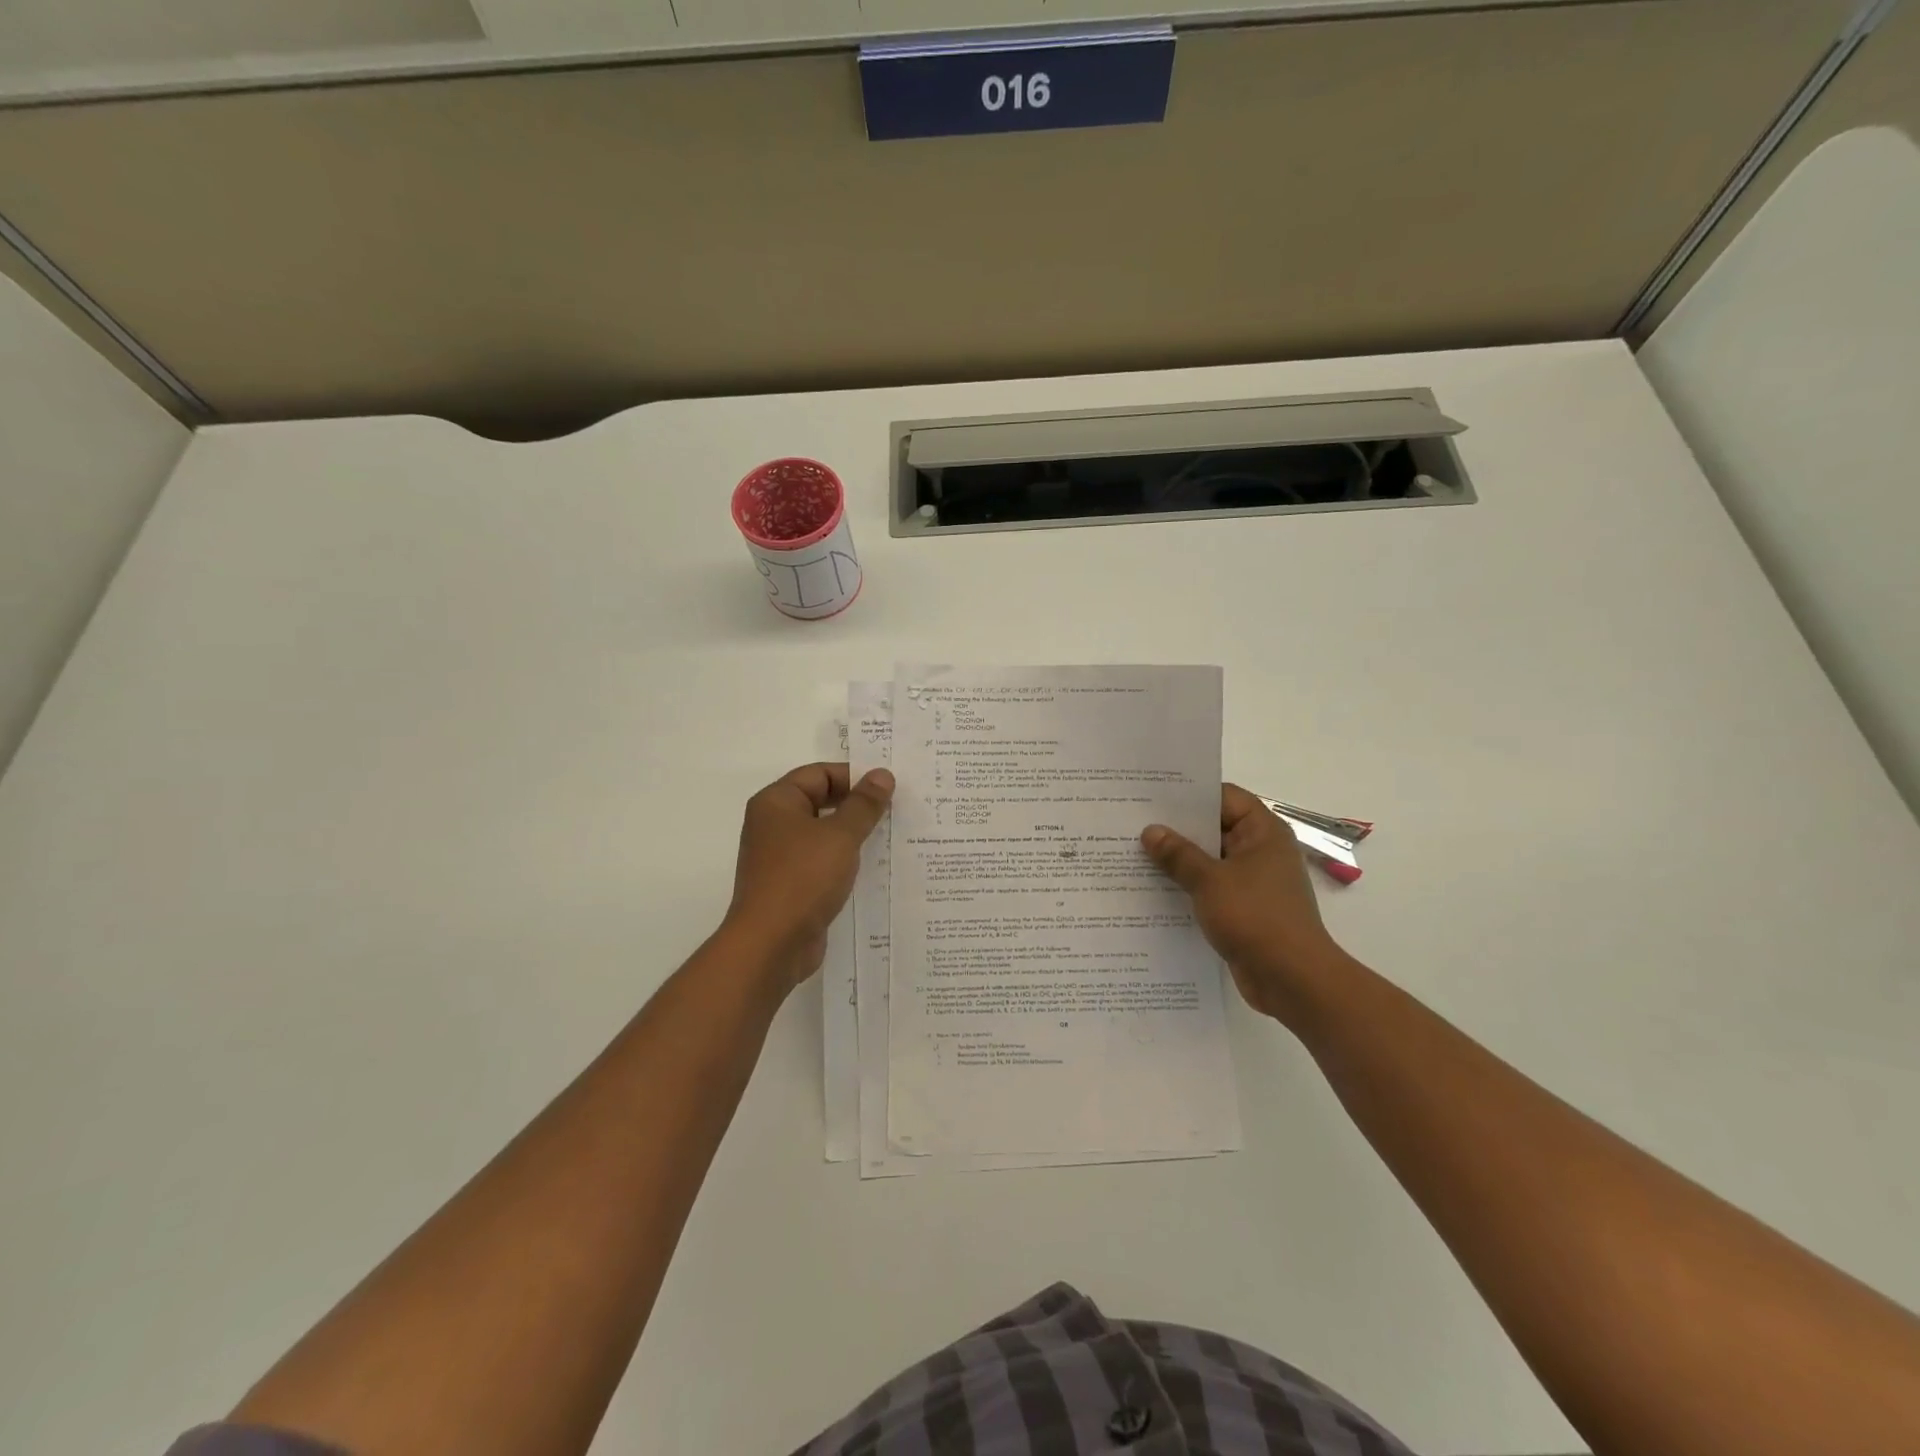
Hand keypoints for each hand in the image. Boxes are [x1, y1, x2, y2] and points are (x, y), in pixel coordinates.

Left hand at [724, 762, 893, 988]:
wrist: (771, 944)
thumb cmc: (803, 878)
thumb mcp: (841, 836)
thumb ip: (864, 805)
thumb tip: (882, 774)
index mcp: (776, 802)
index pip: (819, 774)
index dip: (854, 776)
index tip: (889, 788)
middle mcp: (774, 824)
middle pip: (820, 801)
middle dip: (857, 804)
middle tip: (896, 808)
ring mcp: (781, 857)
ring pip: (824, 833)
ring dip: (854, 834)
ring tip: (892, 835)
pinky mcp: (791, 885)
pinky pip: (823, 861)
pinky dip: (845, 860)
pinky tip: (874, 867)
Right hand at [1141, 784, 1348, 1022]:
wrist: (1292, 979)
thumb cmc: (1256, 918)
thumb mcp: (1210, 881)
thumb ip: (1178, 854)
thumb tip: (1151, 831)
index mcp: (1262, 832)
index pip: (1224, 797)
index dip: (1190, 793)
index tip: (1152, 793)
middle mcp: (1260, 851)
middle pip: (1214, 827)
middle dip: (1177, 828)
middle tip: (1133, 822)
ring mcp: (1253, 881)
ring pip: (1210, 860)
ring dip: (1179, 860)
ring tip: (1135, 853)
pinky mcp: (1245, 908)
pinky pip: (1211, 887)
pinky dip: (1187, 886)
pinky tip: (1153, 889)